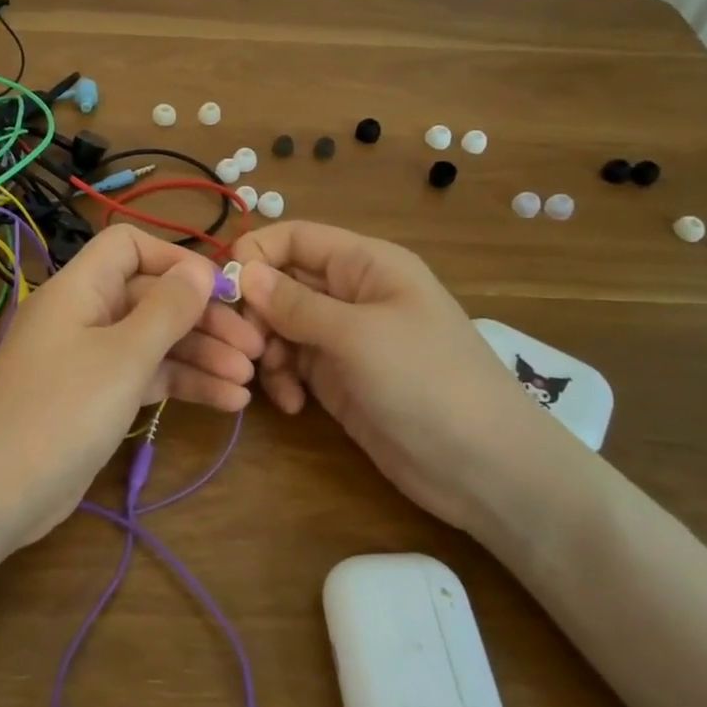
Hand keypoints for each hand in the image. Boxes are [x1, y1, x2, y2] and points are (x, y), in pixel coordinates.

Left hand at [0, 225, 263, 547]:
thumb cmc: (62, 410)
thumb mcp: (123, 356)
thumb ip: (167, 309)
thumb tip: (201, 267)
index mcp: (79, 288)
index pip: (128, 247)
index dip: (175, 259)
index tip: (220, 288)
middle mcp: (83, 315)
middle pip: (150, 298)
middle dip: (203, 320)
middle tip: (255, 347)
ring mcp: (88, 359)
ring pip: (152, 342)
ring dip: (200, 356)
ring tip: (249, 381)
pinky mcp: (94, 399)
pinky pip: (143, 378)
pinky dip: (181, 385)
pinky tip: (228, 402)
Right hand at [230, 221, 583, 540]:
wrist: (484, 469)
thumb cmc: (426, 382)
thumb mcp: (357, 335)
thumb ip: (295, 303)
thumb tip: (242, 272)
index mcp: (366, 264)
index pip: (295, 237)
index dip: (256, 254)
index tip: (222, 290)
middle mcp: (351, 294)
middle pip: (281, 282)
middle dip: (256, 312)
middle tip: (244, 347)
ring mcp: (343, 338)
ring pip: (279, 326)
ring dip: (265, 350)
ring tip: (270, 380)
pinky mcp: (338, 379)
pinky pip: (292, 364)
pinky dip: (282, 380)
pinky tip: (291, 405)